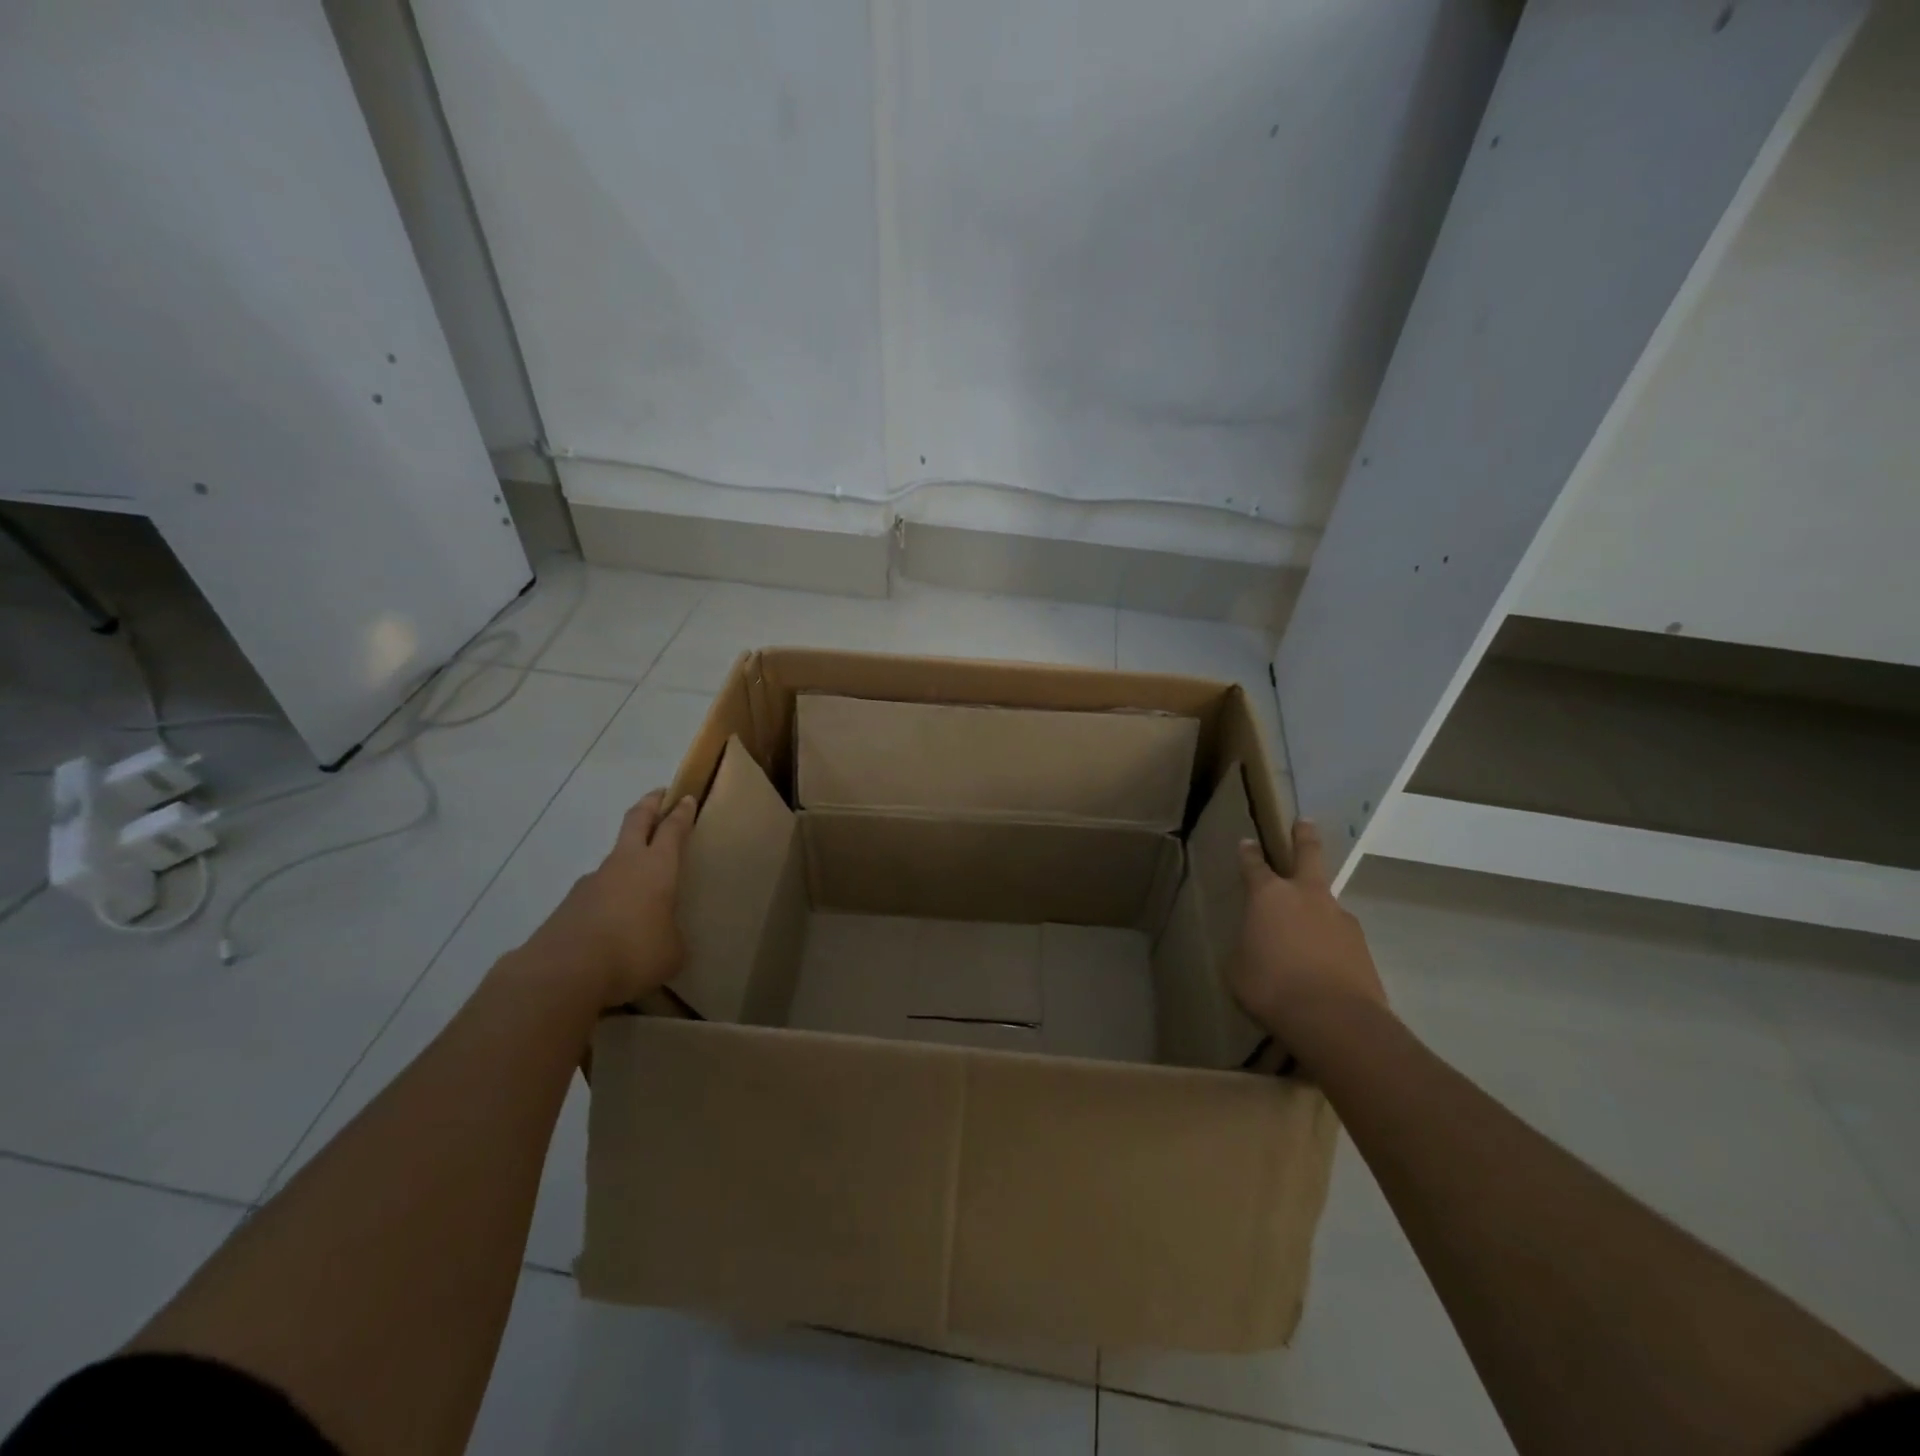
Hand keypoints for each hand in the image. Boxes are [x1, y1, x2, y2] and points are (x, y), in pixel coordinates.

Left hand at [530, 789, 697, 1009]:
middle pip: (636, 821)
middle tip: (658, 794)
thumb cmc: (633, 953)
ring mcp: (591, 883)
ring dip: (627, 860)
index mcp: (657, 867)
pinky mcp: (568, 907)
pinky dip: (608, 901)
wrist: (562, 973)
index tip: (686, 798)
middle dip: (649, 805)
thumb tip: (663, 935)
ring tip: (639, 886)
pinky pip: (597, 896)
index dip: (681, 813)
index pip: (673, 830)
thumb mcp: (672, 951)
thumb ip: (671, 935)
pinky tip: (612, 926)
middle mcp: (624, 865)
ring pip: (614, 860)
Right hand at [1231, 820, 1385, 1047]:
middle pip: (1308, 854)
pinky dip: (1330, 942)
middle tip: (1304, 822)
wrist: (1333, 1019)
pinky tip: (1324, 964)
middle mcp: (1306, 896)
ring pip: (1326, 901)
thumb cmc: (1270, 986)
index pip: (1253, 864)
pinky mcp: (1362, 946)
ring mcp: (1339, 917)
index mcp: (1268, 895)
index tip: (1247, 842)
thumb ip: (1247, 945)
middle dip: (1303, 836)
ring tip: (1308, 931)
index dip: (1248, 853)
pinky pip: (1339, 936)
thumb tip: (1256, 943)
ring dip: (1317, 906)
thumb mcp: (1239, 967)